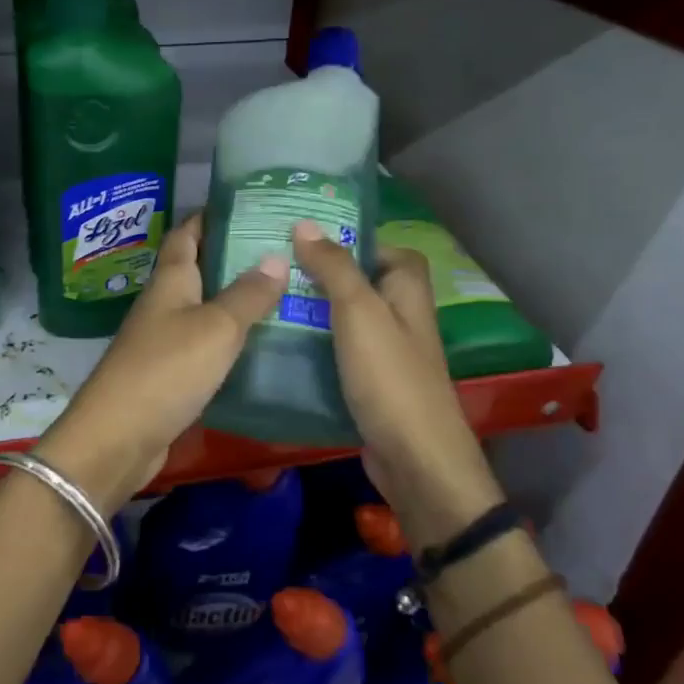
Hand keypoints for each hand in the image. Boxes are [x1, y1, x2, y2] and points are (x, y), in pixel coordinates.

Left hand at [37, 215, 287, 511]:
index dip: (210, 216)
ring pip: (203, 307)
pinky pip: (204, 343)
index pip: (187, 234)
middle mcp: (164, 304)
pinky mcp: (169, 373)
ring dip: (235, 298)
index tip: (246, 204)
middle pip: (197, 269)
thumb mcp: (216, 327)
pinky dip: (230, 337)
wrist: (119, 436)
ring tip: (282, 291)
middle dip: (233, 255)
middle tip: (282, 249)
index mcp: (171, 281)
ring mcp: (163, 339)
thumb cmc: (167, 369)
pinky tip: (259, 342)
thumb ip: (247, 294)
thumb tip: (276, 256)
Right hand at [290, 221, 503, 541]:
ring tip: (269, 302)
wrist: (413, 459)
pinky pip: (339, 353)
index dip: (355, 240)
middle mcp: (401, 318)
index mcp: (408, 292)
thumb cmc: (390, 377)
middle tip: (277, 269)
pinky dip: (315, 346)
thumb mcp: (359, 312)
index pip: (388, 250)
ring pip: (347, 320)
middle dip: (323, 276)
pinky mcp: (370, 385)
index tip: (310, 240)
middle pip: (362, 283)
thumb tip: (305, 224)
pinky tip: (282, 346)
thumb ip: (334, 267)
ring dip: (314, 312)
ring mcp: (386, 354)